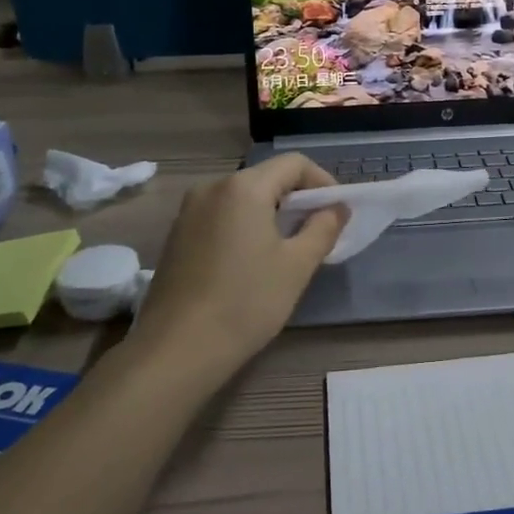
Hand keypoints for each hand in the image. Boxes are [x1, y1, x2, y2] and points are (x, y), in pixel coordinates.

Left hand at [132, 153, 346, 381]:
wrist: (177, 349)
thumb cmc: (246, 302)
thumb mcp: (297, 266)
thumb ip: (323, 228)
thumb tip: (337, 208)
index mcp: (243, 187)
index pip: (293, 164)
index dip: (322, 182)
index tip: (336, 212)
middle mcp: (212, 188)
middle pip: (266, 178)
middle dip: (297, 199)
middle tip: (317, 232)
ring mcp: (188, 211)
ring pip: (242, 198)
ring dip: (270, 213)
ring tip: (287, 249)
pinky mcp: (176, 236)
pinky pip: (221, 216)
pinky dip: (244, 226)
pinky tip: (251, 262)